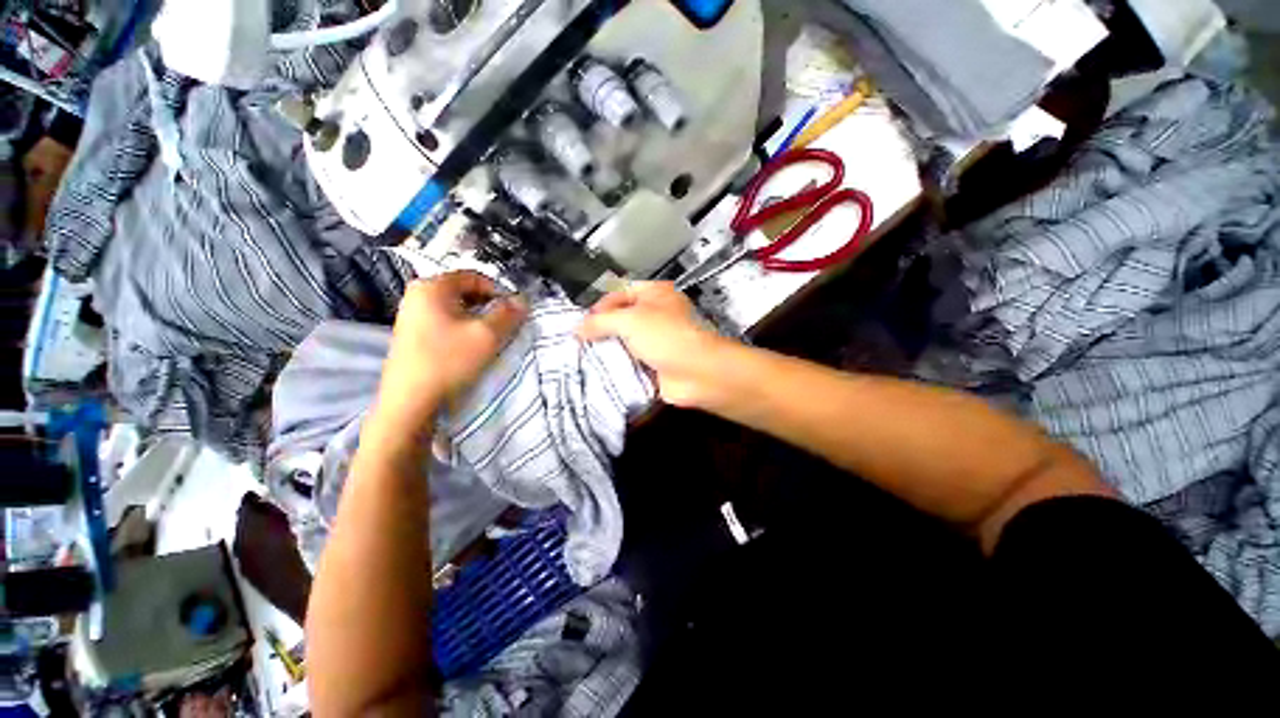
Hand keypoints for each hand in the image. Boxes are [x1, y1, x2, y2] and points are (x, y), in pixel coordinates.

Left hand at [372, 272, 526, 436]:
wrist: (410, 401)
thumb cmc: (449, 361)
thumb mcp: (486, 335)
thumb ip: (508, 314)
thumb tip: (523, 300)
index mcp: (432, 287)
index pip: (475, 276)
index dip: (499, 290)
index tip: (515, 310)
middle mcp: (417, 294)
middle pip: (464, 291)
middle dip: (490, 305)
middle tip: (506, 324)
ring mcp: (411, 314)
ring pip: (456, 308)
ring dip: (478, 318)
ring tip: (491, 336)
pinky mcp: (411, 333)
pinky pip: (445, 321)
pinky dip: (463, 327)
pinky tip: (471, 345)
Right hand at [578, 282, 729, 406]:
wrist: (696, 373)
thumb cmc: (666, 336)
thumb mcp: (630, 320)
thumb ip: (600, 322)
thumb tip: (577, 329)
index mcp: (656, 294)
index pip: (621, 291)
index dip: (601, 304)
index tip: (583, 321)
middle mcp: (657, 314)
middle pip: (623, 318)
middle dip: (602, 329)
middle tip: (580, 340)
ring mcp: (657, 341)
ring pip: (626, 342)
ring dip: (609, 349)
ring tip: (584, 356)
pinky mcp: (656, 364)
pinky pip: (632, 362)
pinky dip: (618, 366)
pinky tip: (600, 371)